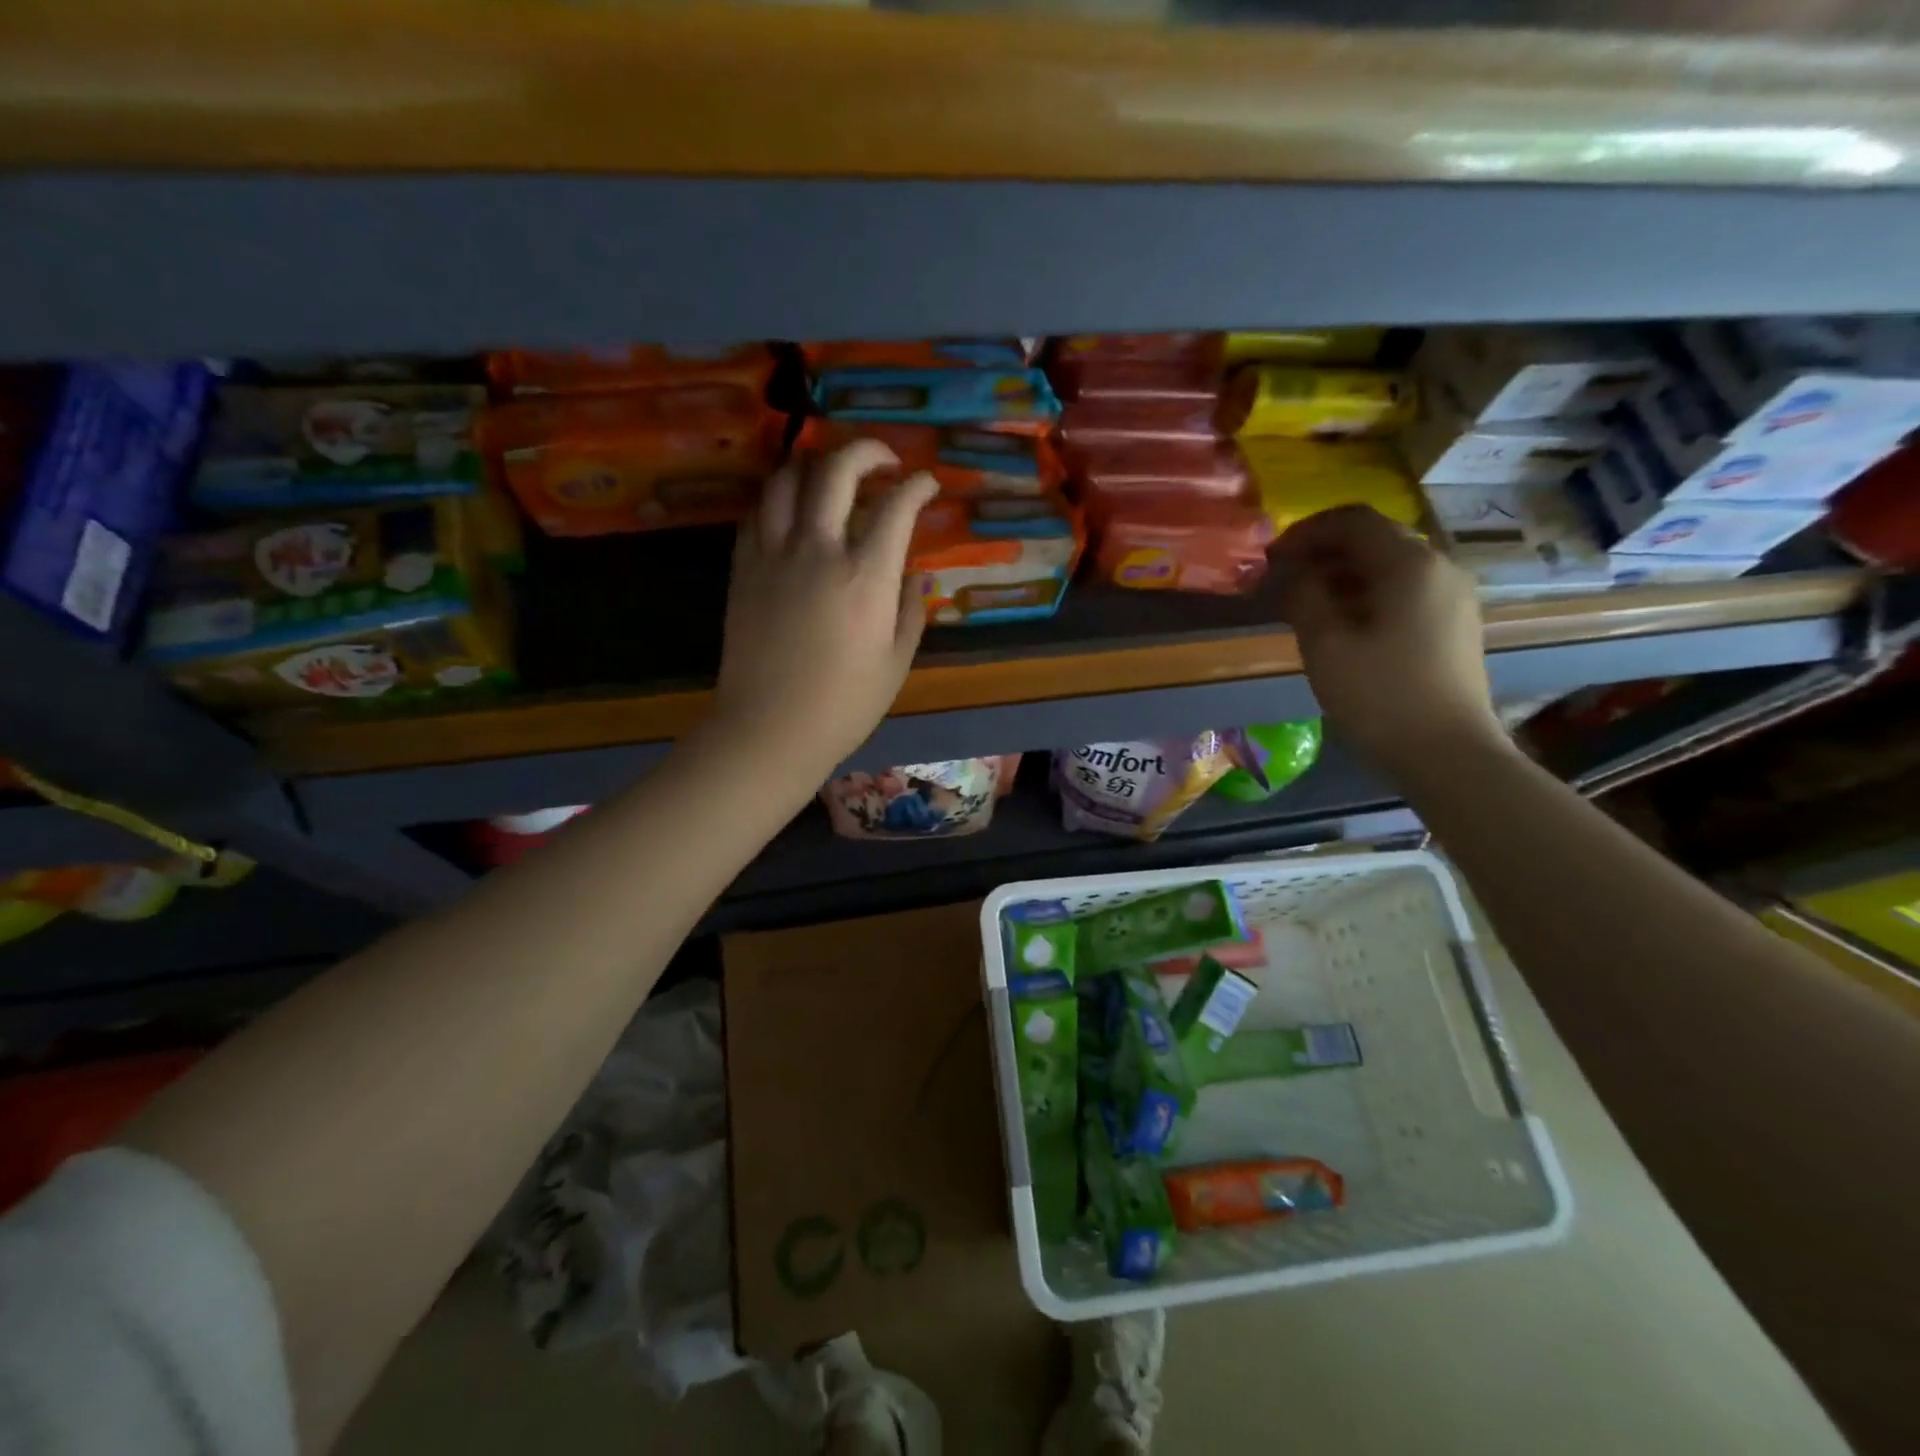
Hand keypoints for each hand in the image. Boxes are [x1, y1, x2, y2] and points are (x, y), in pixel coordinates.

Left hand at [705, 440, 937, 786]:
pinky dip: (779, 498)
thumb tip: (914, 575)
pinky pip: (757, 512)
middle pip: (836, 470)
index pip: (896, 506)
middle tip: (883, 460)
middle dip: (866, 450)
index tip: (927, 483)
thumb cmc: (844, 705)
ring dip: (814, 465)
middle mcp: (818, 550)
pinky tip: (792, 511)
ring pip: (786, 480)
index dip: (918, 486)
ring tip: (831, 475)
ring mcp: (773, 554)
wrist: (769, 729)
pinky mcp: (743, 568)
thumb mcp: (896, 662)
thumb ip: (910, 610)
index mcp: (865, 576)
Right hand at [1274, 506, 1508, 777]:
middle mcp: (1438, 567)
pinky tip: (1341, 626)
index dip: (1305, 532)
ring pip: (1388, 566)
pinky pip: (1404, 590)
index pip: (1352, 520)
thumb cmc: (1380, 696)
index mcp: (1408, 563)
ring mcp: (1452, 596)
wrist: (1447, 754)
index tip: (1270, 558)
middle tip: (1282, 582)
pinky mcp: (1454, 623)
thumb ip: (1302, 596)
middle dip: (1322, 553)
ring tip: (1304, 606)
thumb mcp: (1325, 644)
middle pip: (1373, 539)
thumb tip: (1290, 572)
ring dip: (1341, 575)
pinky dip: (1366, 594)